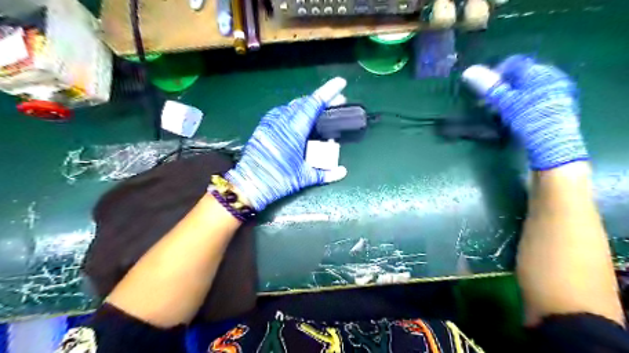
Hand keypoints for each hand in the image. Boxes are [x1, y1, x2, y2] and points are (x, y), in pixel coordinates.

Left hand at [223, 77, 348, 208]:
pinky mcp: (263, 128)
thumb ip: (325, 173)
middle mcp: (280, 122)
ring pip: (291, 106)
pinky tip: (299, 118)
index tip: (340, 84)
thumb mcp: (303, 178)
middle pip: (303, 103)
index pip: (312, 105)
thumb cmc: (277, 181)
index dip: (327, 92)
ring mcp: (269, 124)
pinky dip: (294, 111)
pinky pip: (281, 112)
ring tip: (319, 111)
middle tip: (335, 103)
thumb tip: (343, 172)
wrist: (248, 185)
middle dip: (321, 100)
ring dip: (307, 105)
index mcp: (293, 132)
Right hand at [483, 55, 587, 169]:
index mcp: (539, 71)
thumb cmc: (527, 118)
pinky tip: (517, 116)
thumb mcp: (504, 101)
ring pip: (529, 88)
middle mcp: (552, 76)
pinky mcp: (562, 105)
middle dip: (503, 87)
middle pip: (521, 76)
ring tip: (500, 111)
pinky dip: (524, 103)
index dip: (495, 73)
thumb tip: (468, 70)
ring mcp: (560, 91)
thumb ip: (487, 85)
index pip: (514, 63)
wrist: (553, 143)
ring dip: (512, 96)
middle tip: (489, 102)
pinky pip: (538, 97)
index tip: (484, 89)